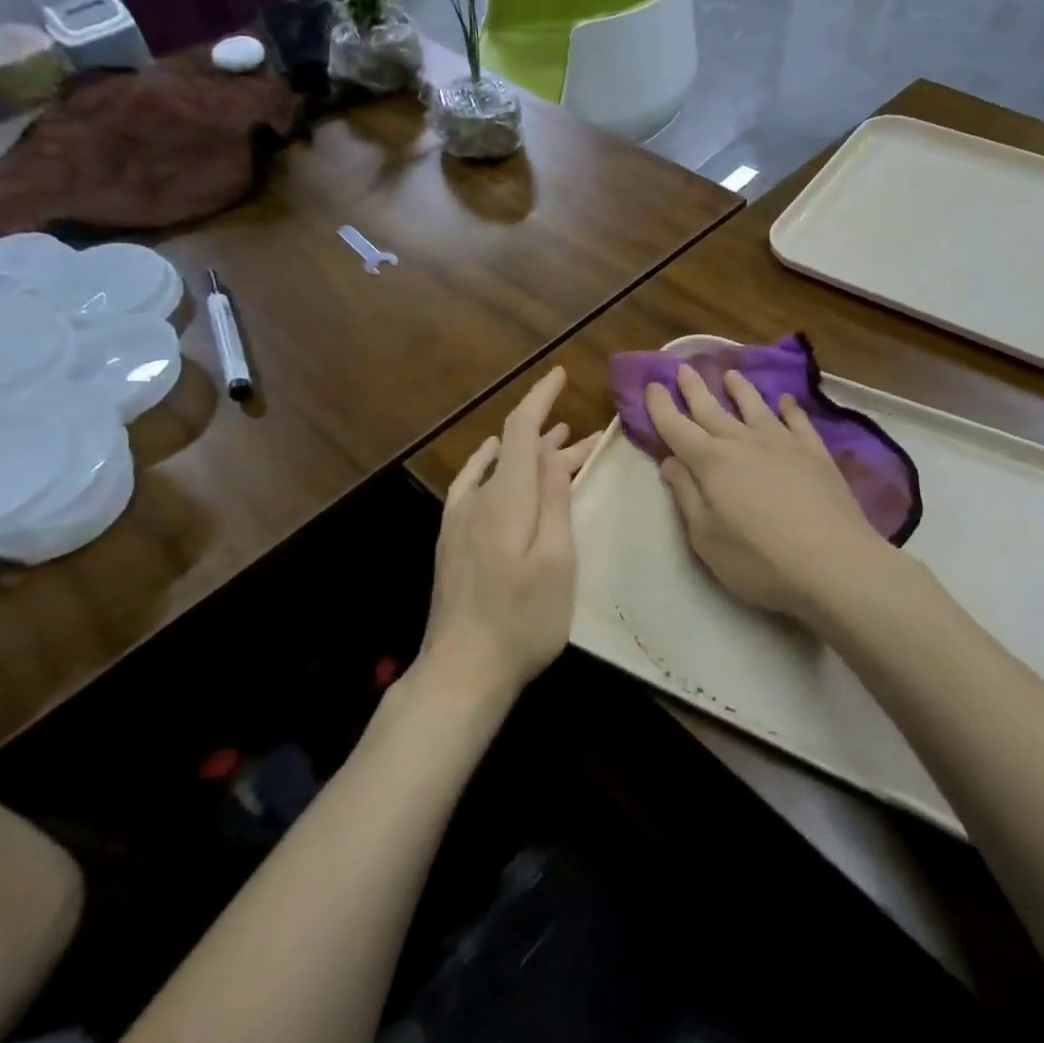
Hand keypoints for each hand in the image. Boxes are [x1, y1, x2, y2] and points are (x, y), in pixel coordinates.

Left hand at [422, 368, 598, 702]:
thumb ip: (554, 502)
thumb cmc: (523, 619)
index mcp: (506, 499)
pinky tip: (495, 463)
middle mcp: (478, 499)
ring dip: (530, 455)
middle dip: (552, 439)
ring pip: (499, 469)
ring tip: (560, 447)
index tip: (560, 374)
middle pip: (515, 451)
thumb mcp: (556, 561)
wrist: (462, 668)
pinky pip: (473, 485)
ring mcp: (459, 519)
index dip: (539, 398)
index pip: (520, 430)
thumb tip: (552, 453)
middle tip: (592, 442)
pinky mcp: (452, 539)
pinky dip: (493, 466)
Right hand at [647, 364, 888, 619]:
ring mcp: (783, 444)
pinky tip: (785, 401)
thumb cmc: (759, 559)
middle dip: (695, 389)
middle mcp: (744, 443)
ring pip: (755, 408)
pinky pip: (798, 422)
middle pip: (713, 410)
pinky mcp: (816, 453)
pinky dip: (790, 409)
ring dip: (740, 390)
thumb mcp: (706, 537)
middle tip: (684, 367)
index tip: (652, 385)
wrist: (834, 562)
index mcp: (711, 463)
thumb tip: (669, 461)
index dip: (662, 407)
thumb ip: (686, 495)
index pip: (677, 428)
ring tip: (731, 374)